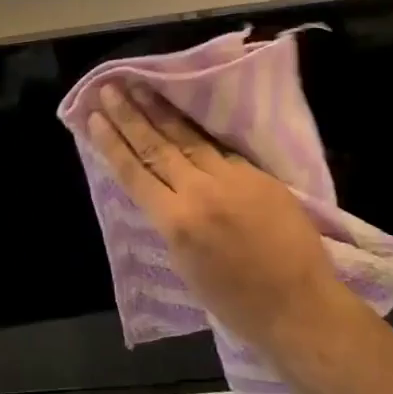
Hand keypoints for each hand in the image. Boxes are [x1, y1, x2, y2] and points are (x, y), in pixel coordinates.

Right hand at [86, 82, 344, 355]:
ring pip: (189, 138)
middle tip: (110, 88)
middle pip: (157, 146)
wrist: (299, 306)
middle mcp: (200, 193)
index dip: (112, 143)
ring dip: (161, 111)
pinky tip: (186, 113)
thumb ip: (171, 223)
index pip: (135, 173)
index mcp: (176, 223)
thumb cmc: (236, 303)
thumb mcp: (185, 267)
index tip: (94, 117)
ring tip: (141, 87)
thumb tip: (160, 194)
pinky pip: (222, 150)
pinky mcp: (259, 175)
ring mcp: (233, 179)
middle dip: (129, 115)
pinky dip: (200, 133)